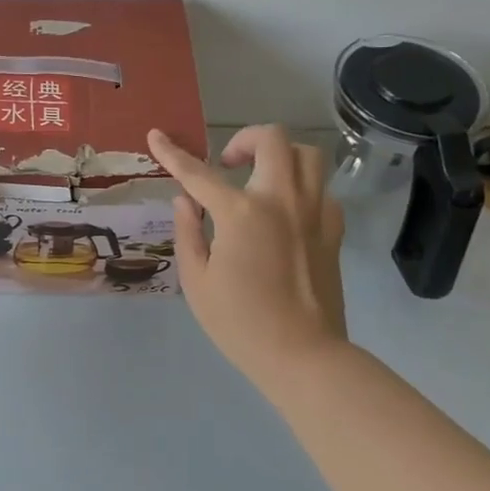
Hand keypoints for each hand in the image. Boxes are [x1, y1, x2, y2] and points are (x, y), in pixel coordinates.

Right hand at [147, 124, 347, 385]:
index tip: (156, 134)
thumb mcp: (197, 281)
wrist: (303, 356)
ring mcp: (314, 212)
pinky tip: (285, 211)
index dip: (172, 153)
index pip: (198, 173)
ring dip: (280, 155)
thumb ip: (188, 232)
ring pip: (308, 155)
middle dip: (243, 139)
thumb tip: (185, 200)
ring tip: (261, 177)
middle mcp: (281, 200)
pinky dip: (301, 188)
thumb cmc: (240, 323)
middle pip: (271, 140)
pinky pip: (322, 189)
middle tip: (228, 163)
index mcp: (241, 214)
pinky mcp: (333, 230)